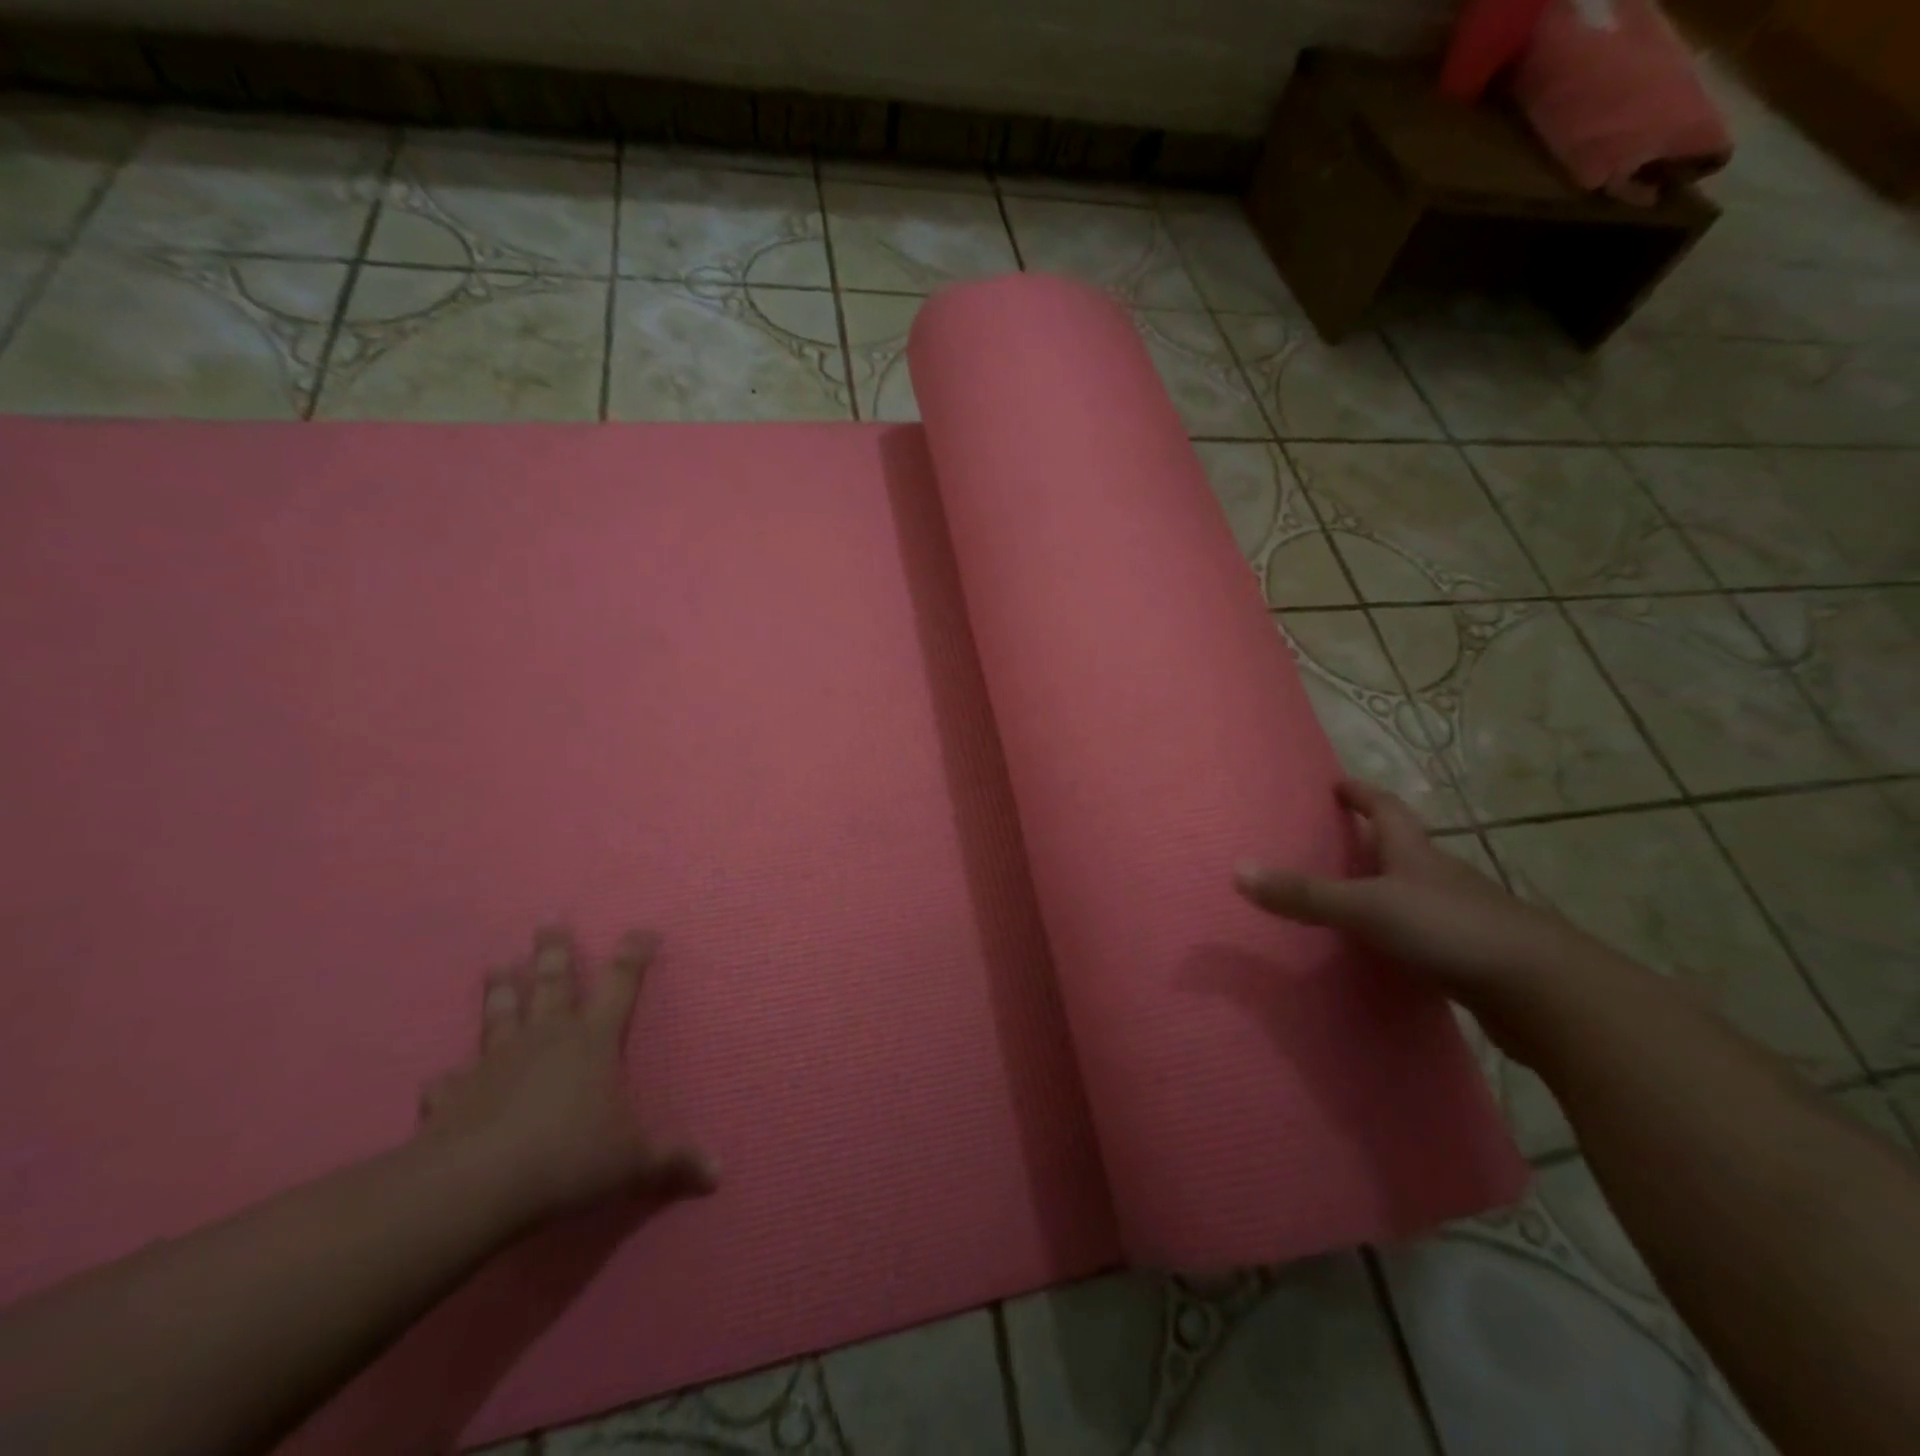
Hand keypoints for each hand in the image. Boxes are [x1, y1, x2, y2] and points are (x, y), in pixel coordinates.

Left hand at [418, 927, 716, 1223]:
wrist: (477, 1184)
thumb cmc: (569, 1157)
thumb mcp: (632, 1162)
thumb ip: (672, 1161)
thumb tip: (718, 1173)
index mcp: (594, 1040)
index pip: (621, 984)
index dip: (633, 954)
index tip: (643, 931)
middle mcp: (547, 1037)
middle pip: (552, 982)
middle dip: (553, 952)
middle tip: (547, 924)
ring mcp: (497, 1061)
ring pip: (501, 1013)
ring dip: (500, 989)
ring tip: (496, 965)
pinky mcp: (455, 1093)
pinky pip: (450, 1080)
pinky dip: (449, 1078)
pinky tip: (441, 1077)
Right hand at [1235, 779, 1595, 1018]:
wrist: (1545, 992)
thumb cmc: (1449, 930)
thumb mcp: (1366, 907)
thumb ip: (1304, 894)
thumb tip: (1237, 869)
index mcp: (1417, 854)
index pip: (1387, 809)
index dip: (1362, 793)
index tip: (1338, 783)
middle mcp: (1442, 877)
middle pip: (1404, 848)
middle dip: (1373, 840)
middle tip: (1335, 841)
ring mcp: (1463, 917)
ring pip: (1417, 893)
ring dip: (1389, 889)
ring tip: (1352, 898)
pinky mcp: (1474, 956)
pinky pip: (1427, 935)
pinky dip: (1404, 934)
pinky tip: (1387, 954)